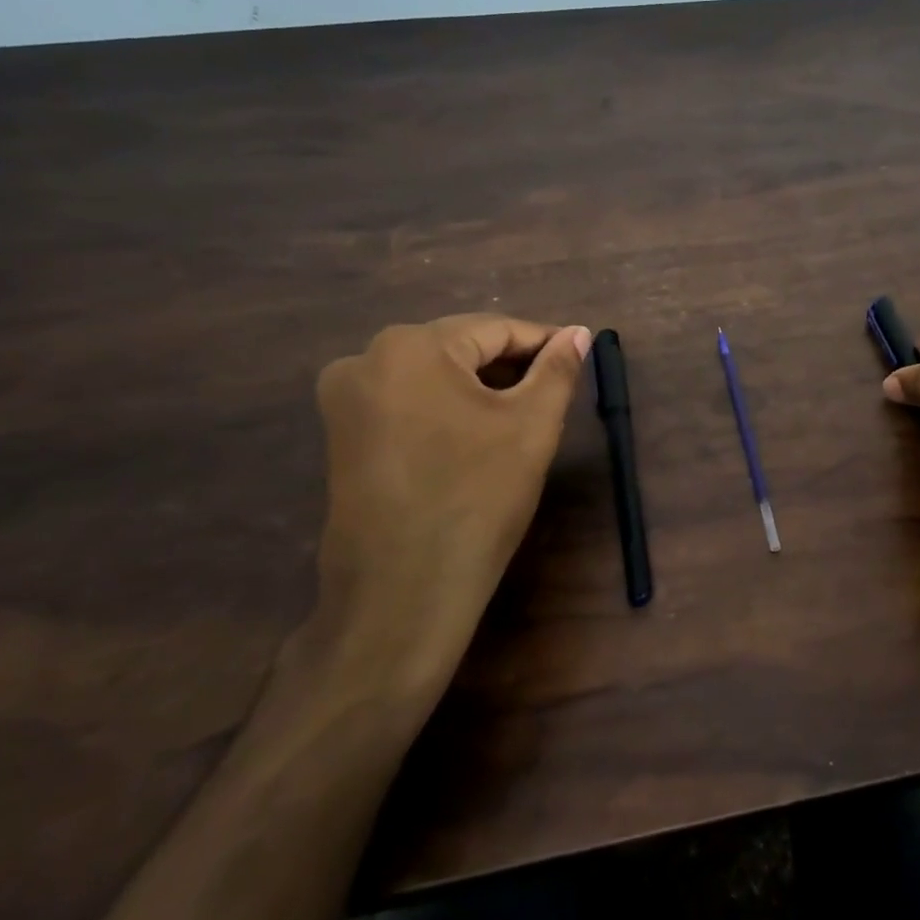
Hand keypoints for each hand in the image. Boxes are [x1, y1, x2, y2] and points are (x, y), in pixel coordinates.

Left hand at [302, 315, 591, 704]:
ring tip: (520, 416)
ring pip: (432, 375)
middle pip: (459, 348)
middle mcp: (366, 358)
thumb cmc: (477, 497)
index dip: (543, 343)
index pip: (495, 329)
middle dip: (510, 366)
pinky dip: (445, 408)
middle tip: (553, 393)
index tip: (578, 357)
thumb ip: (558, 369)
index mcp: (412, 346)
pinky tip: (474, 436)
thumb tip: (579, 333)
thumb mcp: (532, 426)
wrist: (403, 591)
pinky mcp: (340, 434)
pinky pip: (406, 401)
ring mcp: (344, 398)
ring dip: (478, 388)